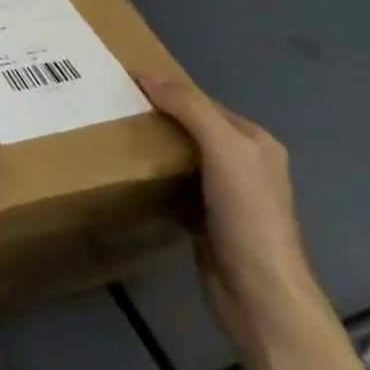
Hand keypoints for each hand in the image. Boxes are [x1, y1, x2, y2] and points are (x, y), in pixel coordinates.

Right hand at [138, 76, 329, 357]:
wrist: (259, 295)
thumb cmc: (248, 216)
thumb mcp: (225, 151)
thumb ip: (190, 109)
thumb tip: (147, 74)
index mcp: (255, 142)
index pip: (203, 102)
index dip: (168, 89)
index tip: (123, 82)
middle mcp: (243, 164)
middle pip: (190, 128)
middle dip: (155, 117)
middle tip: (110, 107)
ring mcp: (225, 195)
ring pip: (179, 157)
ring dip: (151, 148)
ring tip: (110, 135)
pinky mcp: (204, 220)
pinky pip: (172, 186)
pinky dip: (152, 178)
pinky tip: (126, 174)